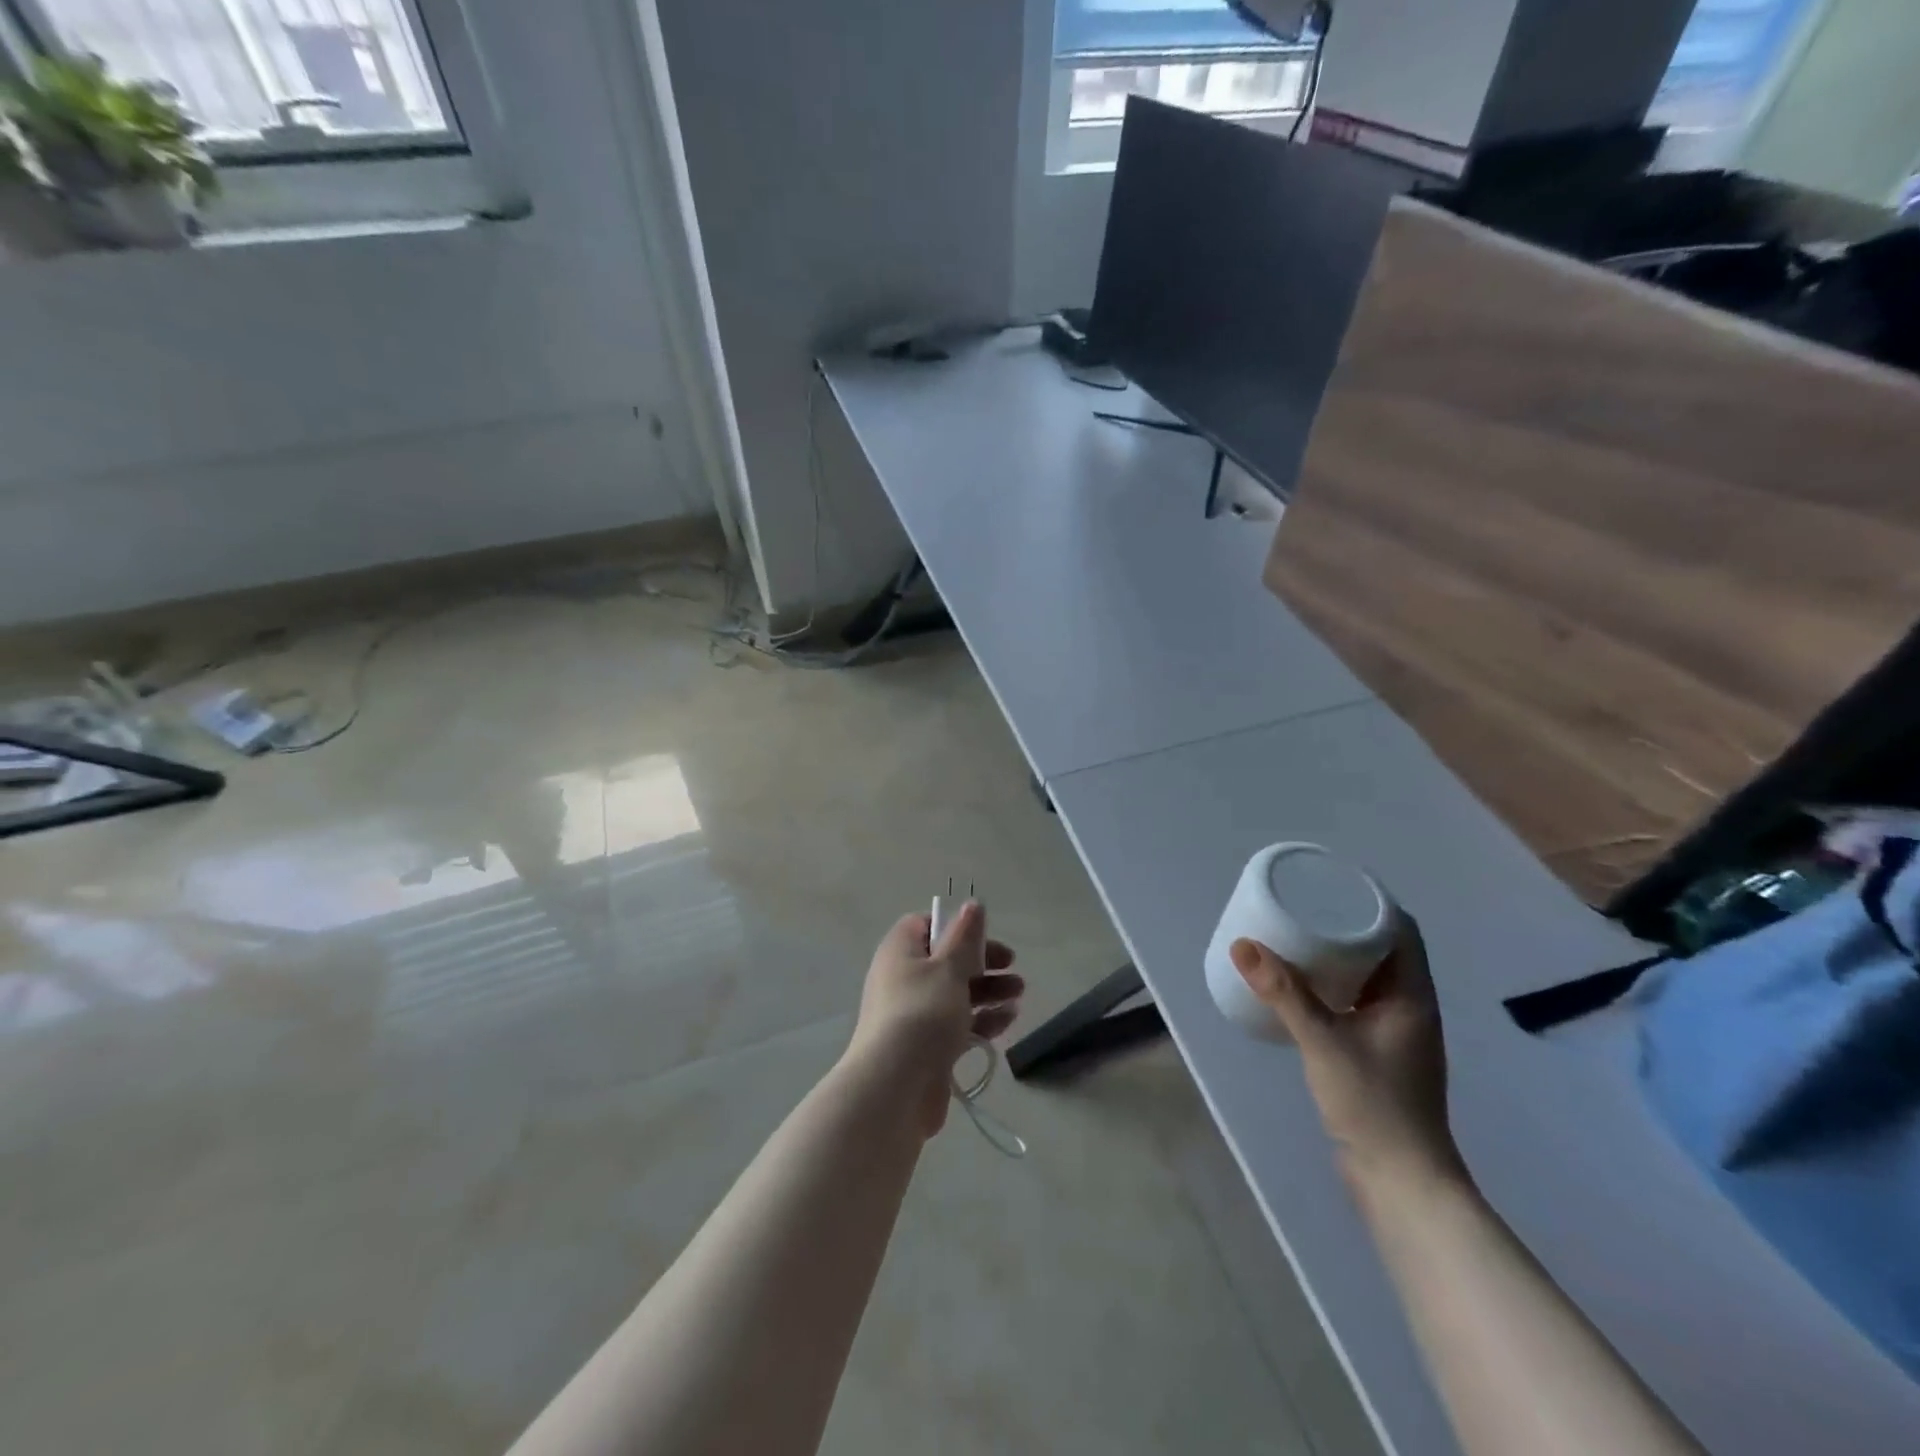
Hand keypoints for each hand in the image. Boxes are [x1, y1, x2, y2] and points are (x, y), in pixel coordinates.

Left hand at [845, 903, 1024, 1137]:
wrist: (894, 1088)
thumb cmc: (922, 1014)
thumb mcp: (949, 968)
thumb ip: (965, 937)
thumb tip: (973, 904)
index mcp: (900, 952)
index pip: (924, 925)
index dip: (954, 926)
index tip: (982, 936)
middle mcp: (903, 979)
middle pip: (945, 961)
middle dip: (981, 962)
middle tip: (1012, 966)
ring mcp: (913, 1015)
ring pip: (955, 993)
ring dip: (988, 991)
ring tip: (1019, 993)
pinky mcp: (926, 1046)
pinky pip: (957, 1024)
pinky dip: (981, 1019)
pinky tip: (1009, 1020)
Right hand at [1231, 915, 1467, 1197]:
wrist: (1401, 1182)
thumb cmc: (1374, 1105)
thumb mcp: (1323, 1042)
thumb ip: (1284, 994)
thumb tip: (1242, 945)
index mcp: (1412, 996)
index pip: (1401, 931)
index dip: (1372, 903)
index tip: (1331, 885)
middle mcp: (1410, 1008)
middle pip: (1383, 950)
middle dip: (1345, 925)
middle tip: (1302, 907)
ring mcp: (1395, 1033)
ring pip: (1368, 978)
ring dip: (1337, 957)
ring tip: (1295, 938)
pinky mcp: (1378, 1054)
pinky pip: (1356, 1002)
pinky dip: (1332, 986)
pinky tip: (1301, 988)